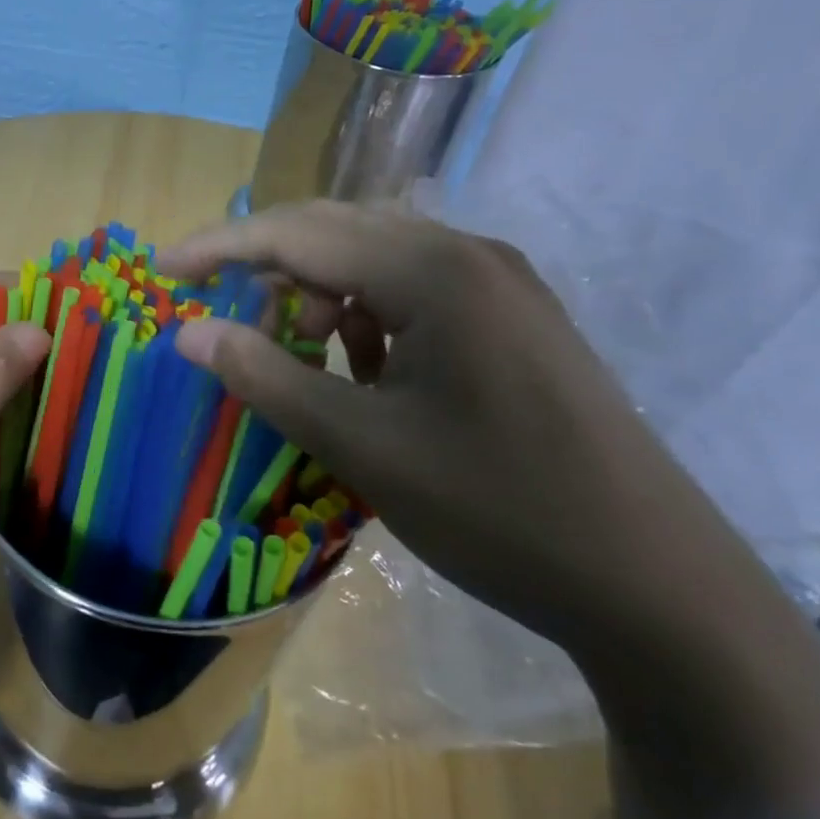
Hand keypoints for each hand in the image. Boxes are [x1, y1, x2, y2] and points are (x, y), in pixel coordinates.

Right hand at [158, 202, 770, 654]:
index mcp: (434, 272)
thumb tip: (188, 332)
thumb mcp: (362, 445)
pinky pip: (412, 289)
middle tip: (216, 310)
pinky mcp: (512, 318)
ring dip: (316, 290)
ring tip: (295, 351)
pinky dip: (364, 313)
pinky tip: (361, 363)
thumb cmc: (498, 511)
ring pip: (373, 257)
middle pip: (335, 231)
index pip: (299, 233)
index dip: (221, 248)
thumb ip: (265, 377)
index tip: (162, 268)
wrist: (657, 587)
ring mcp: (499, 284)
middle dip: (265, 265)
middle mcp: (468, 254)